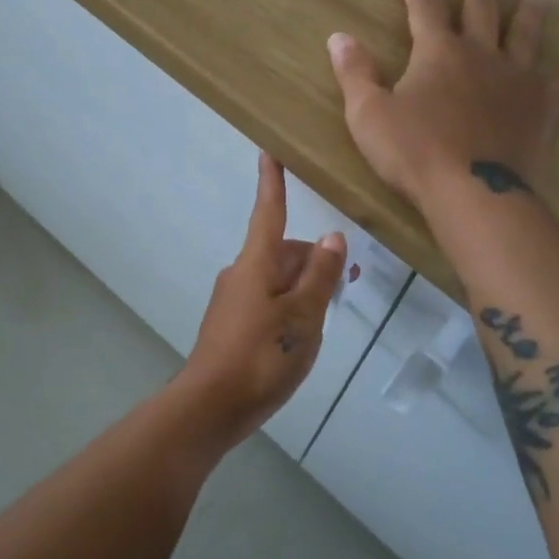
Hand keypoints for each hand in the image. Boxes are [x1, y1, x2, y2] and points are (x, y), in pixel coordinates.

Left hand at [174, 152, 347, 447]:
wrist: (211, 407)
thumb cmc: (261, 356)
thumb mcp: (303, 316)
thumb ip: (320, 275)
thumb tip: (332, 236)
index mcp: (256, 263)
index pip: (269, 212)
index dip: (273, 183)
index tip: (269, 152)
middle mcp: (241, 273)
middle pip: (283, 252)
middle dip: (314, 260)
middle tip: (348, 283)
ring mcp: (234, 300)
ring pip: (278, 279)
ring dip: (305, 287)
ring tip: (329, 317)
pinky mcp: (232, 324)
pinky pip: (268, 301)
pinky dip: (290, 306)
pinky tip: (303, 336)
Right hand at [327, 0, 558, 210]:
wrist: (471, 191)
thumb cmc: (413, 152)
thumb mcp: (368, 113)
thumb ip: (355, 72)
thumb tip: (338, 37)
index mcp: (438, 52)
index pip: (425, 9)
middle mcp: (481, 54)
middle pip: (483, 11)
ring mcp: (517, 79)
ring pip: (528, 36)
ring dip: (532, 13)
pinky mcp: (544, 108)